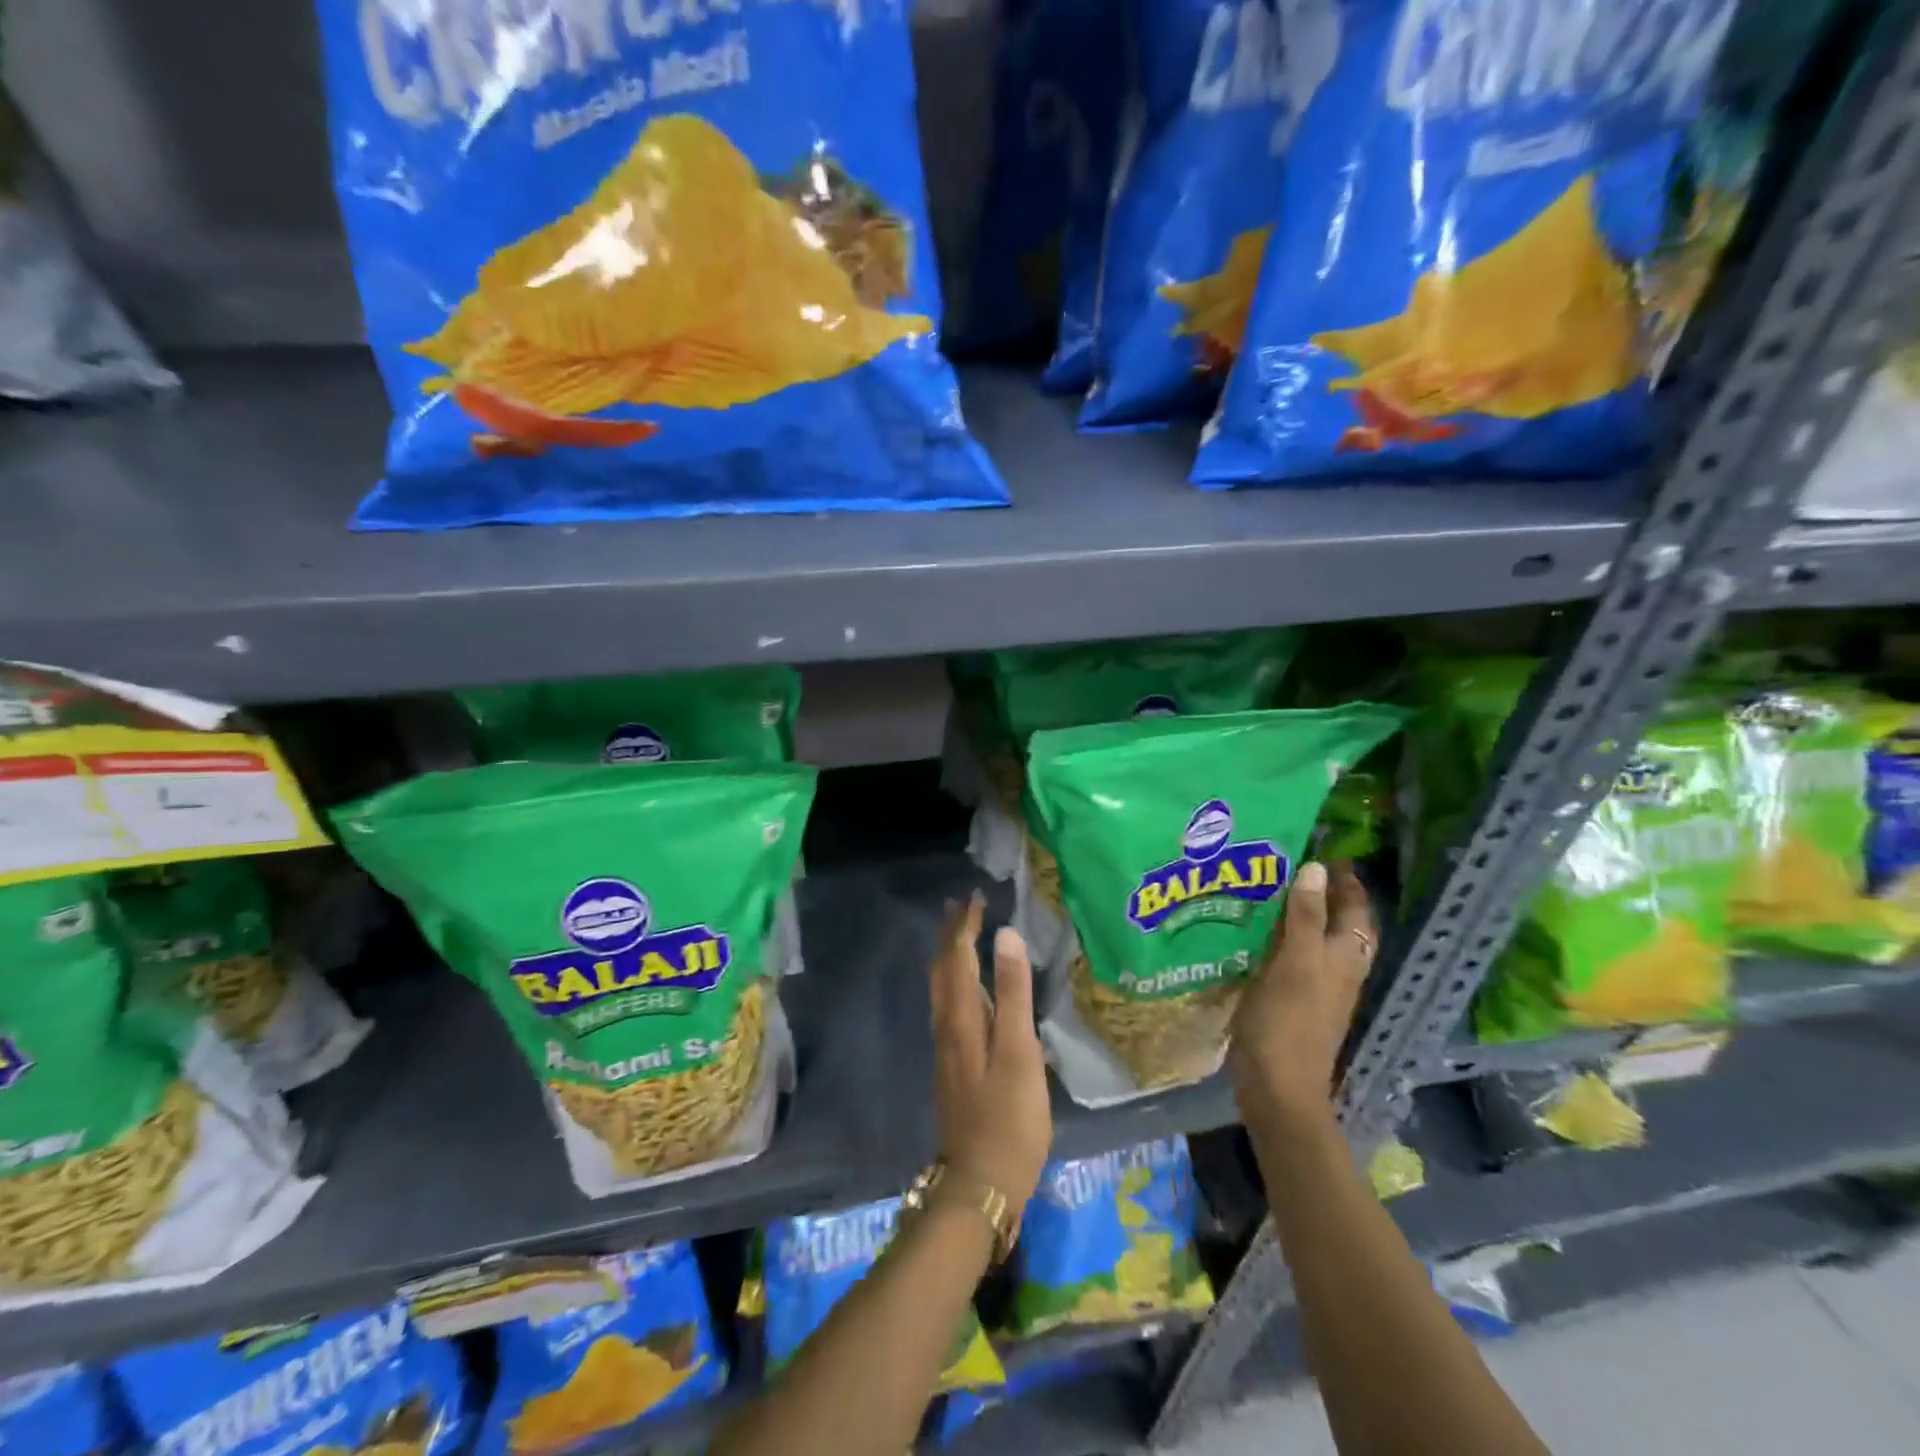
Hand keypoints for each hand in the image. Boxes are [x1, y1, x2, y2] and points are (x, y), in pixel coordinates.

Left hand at [929, 893, 1052, 1209]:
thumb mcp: (1019, 1052)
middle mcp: (947, 1025)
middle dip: (951, 935)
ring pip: (942, 989)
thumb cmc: (1008, 1117)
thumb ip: (1014, 993)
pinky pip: (949, 1006)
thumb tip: (1005, 934)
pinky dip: (956, 982)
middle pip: (943, 969)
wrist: (980, 1183)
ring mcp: (948, 1048)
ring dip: (950, 956)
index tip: (974, 897)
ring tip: (961, 937)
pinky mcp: (954, 1065)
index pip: (958, 957)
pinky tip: (968, 992)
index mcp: (962, 1017)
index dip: (965, 926)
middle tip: (962, 906)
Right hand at [1229, 860, 1375, 1119]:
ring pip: (1319, 938)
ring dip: (1304, 912)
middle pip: (1341, 923)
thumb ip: (1304, 917)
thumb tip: (1316, 868)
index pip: (1355, 908)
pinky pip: (1295, 955)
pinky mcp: (1295, 999)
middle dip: (1327, 893)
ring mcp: (1318, 986)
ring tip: (1274, 887)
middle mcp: (1339, 969)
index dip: (1346, 879)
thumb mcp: (1294, 963)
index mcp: (1345, 957)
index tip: (1325, 848)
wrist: (1277, 1086)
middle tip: (1296, 863)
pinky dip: (1285, 935)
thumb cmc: (1288, 1021)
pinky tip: (1259, 929)